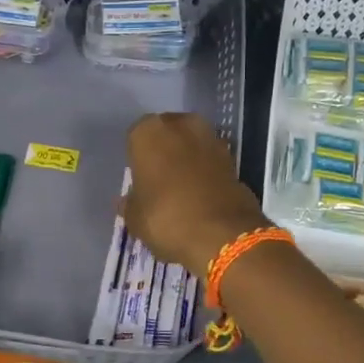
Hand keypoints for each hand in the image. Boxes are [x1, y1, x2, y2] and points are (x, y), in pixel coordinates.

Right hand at [123, 113, 268, 271]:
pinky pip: (211, 163)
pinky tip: (201, 198)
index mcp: (149, 132)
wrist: (223, 235)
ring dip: (188, 161)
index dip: (137, 158)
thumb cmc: (166, 218)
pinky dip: (207, 175)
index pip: (136, 137)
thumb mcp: (135, 218)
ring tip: (181, 191)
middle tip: (159, 181)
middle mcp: (182, 126)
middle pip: (168, 135)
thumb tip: (128, 201)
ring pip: (192, 146)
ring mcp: (212, 140)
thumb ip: (130, 203)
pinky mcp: (235, 159)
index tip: (139, 177)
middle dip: (165, 152)